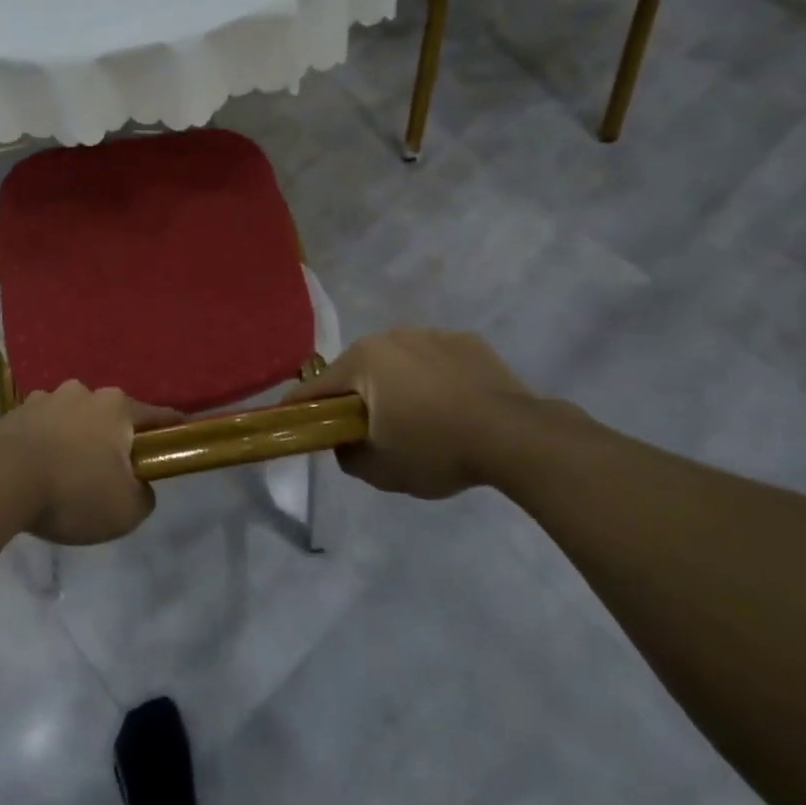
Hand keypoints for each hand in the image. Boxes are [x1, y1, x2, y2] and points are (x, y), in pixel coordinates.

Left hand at [0, 382, 170, 544]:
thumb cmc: (73, 491)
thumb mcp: (126, 510)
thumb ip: (144, 495)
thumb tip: (138, 485)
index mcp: (117, 407)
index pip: (156, 416)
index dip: (171, 431)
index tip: (179, 440)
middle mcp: (83, 392)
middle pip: (110, 416)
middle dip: (113, 439)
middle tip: (110, 474)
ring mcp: (45, 399)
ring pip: (73, 419)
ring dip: (76, 439)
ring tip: (67, 475)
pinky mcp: (14, 413)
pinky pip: (41, 429)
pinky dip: (46, 444)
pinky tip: (38, 471)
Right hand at [288, 329, 549, 499]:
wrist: (515, 437)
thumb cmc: (435, 449)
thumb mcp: (381, 470)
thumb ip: (348, 456)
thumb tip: (344, 443)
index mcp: (363, 360)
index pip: (318, 386)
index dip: (301, 407)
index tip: (290, 421)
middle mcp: (392, 337)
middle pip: (360, 370)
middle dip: (358, 396)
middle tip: (368, 429)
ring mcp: (432, 335)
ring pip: (400, 362)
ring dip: (398, 385)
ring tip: (419, 418)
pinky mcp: (468, 342)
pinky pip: (437, 361)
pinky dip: (435, 379)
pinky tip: (453, 406)